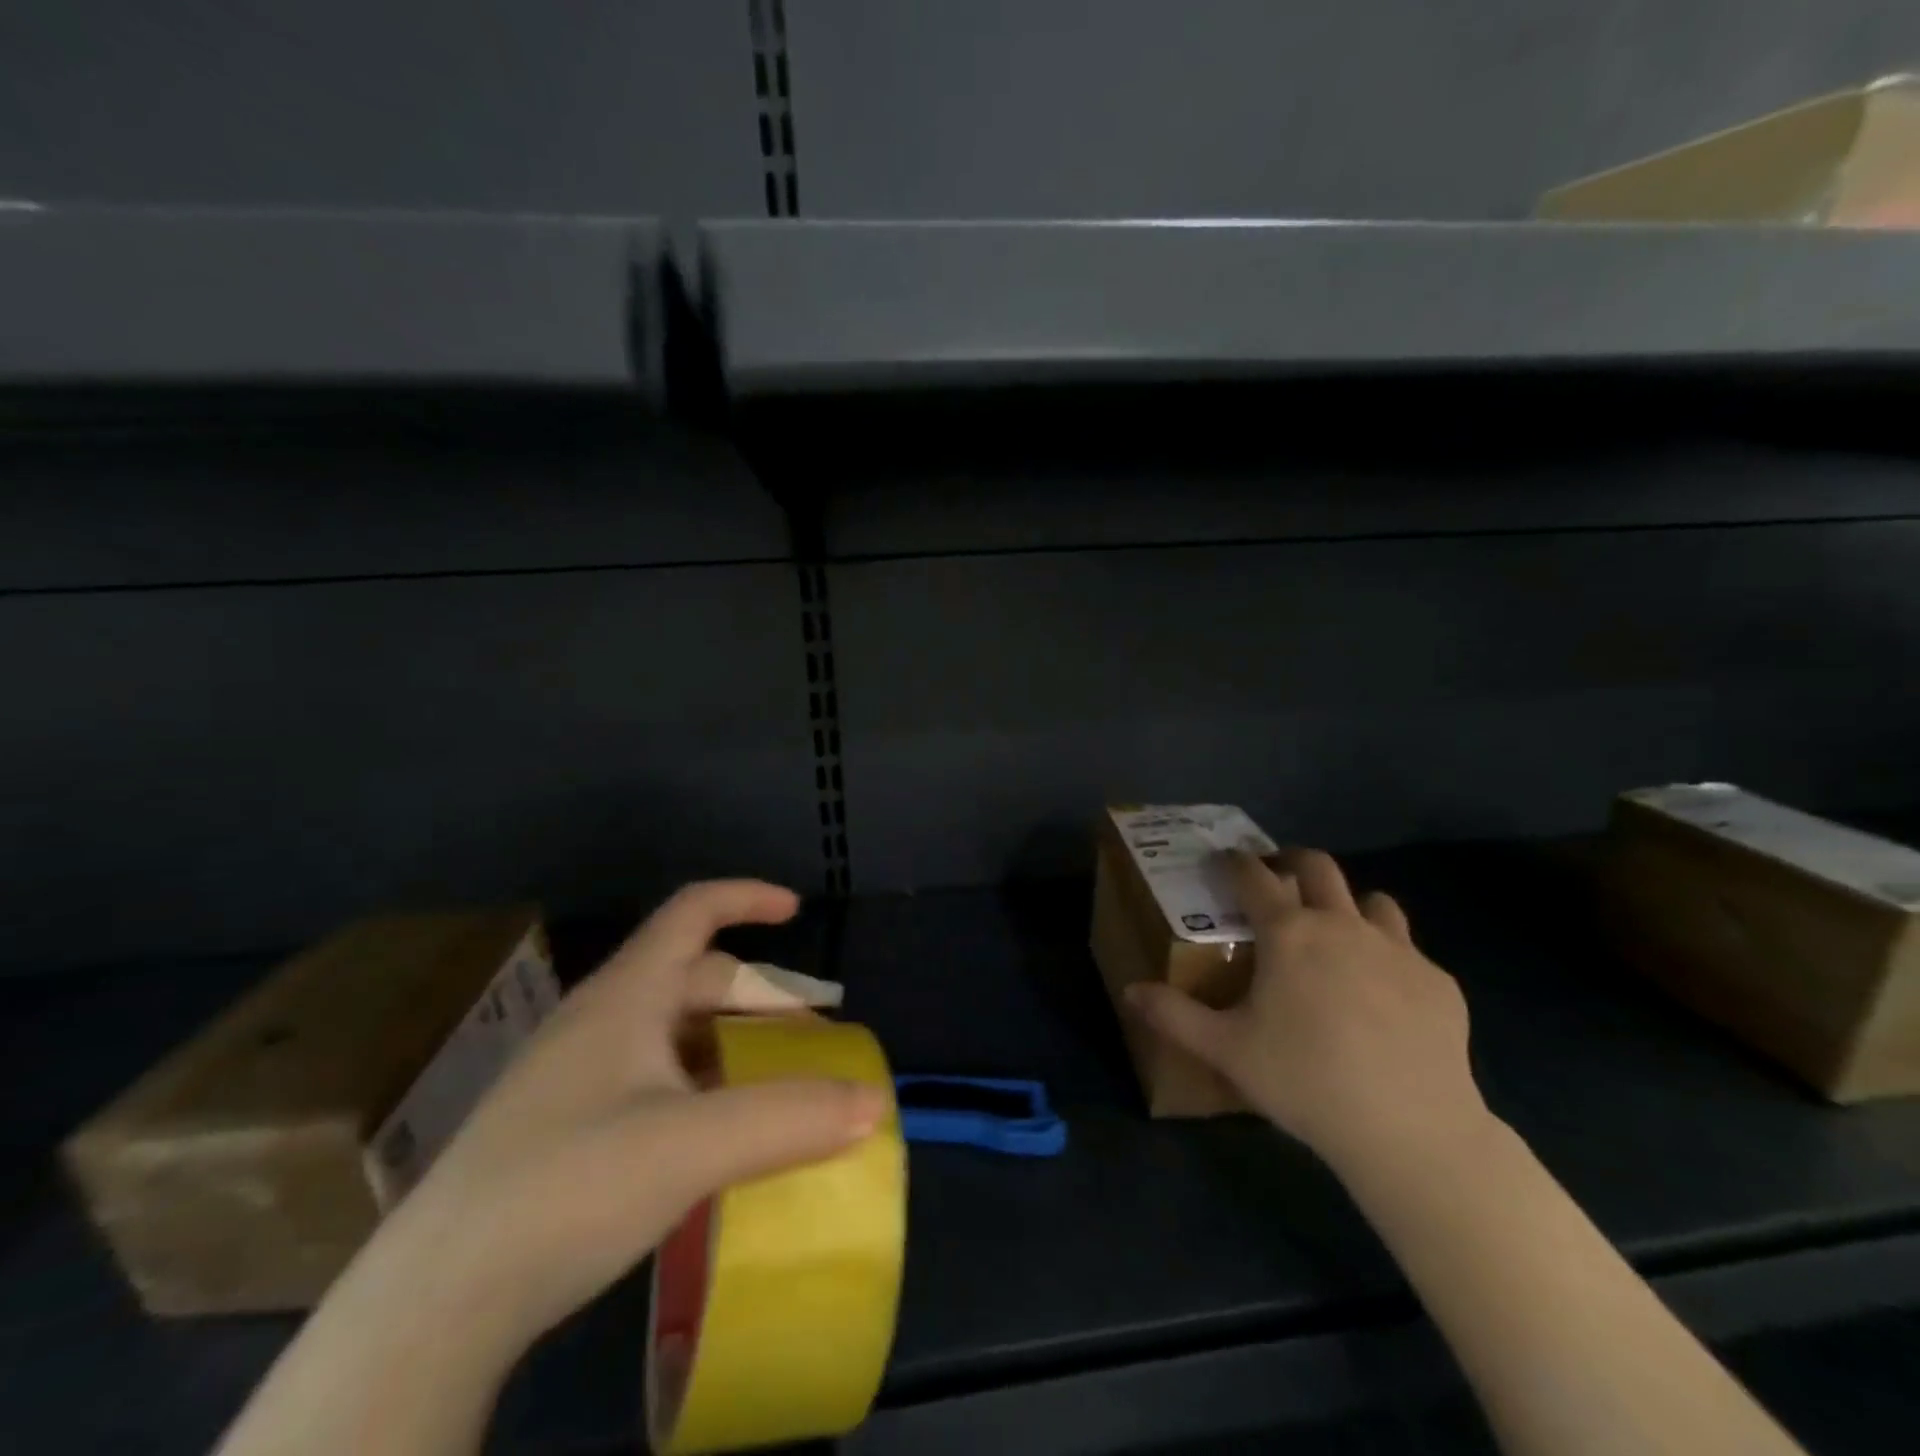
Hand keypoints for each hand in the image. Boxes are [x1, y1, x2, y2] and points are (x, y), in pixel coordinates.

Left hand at [397, 880, 886, 1351]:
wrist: (432, 1306)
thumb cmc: (567, 1187)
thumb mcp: (692, 1147)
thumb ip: (790, 1119)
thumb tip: (875, 1102)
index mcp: (626, 996)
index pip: (692, 911)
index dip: (746, 897)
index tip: (795, 911)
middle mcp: (601, 1022)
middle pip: (696, 980)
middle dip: (760, 999)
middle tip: (811, 1038)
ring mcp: (578, 1077)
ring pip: (676, 1036)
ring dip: (734, 1049)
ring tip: (777, 1089)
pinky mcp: (566, 1130)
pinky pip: (655, 1082)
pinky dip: (703, 1090)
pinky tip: (719, 1139)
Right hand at [1127, 850, 1485, 1175]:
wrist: (1411, 1130)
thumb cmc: (1305, 1081)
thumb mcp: (1226, 1051)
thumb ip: (1173, 1016)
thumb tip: (1130, 991)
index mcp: (1289, 933)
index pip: (1253, 876)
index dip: (1234, 861)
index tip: (1223, 858)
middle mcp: (1343, 925)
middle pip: (1318, 867)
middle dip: (1292, 862)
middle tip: (1278, 879)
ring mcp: (1398, 950)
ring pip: (1374, 901)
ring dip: (1350, 906)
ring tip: (1337, 935)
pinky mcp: (1439, 982)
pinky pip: (1409, 952)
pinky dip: (1389, 958)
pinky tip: (1384, 999)